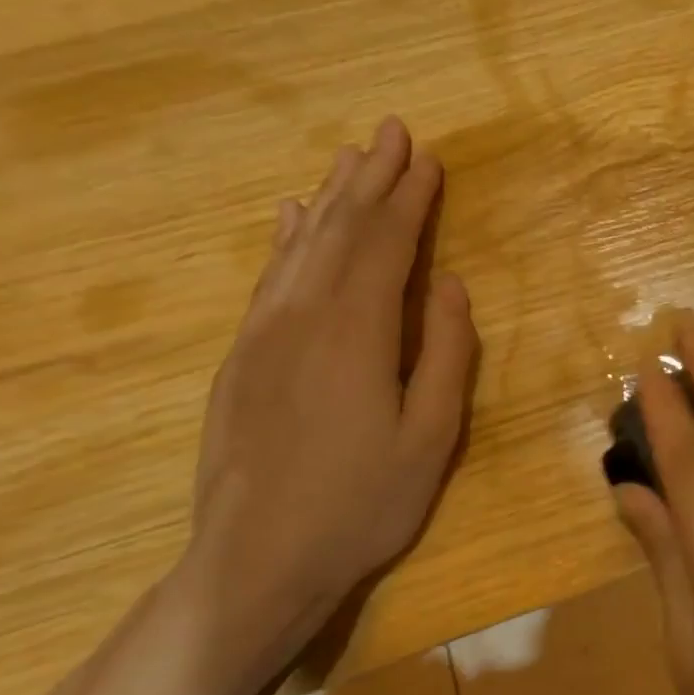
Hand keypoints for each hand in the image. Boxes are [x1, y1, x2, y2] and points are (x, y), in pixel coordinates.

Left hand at [182, 117, 477, 684]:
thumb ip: (447, 355)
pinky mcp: (241, 357)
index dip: (410, 199)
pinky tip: (293, 217)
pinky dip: (287, 240)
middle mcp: (303, 316)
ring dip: (330, 197)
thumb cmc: (361, 503)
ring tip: (351, 157)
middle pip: (341, 230)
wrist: (254, 562)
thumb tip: (452, 287)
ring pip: (302, 246)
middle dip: (371, 179)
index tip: (428, 158)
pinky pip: (269, 278)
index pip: (386, 244)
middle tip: (392, 132)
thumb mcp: (432, 437)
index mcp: (357, 332)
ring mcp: (263, 334)